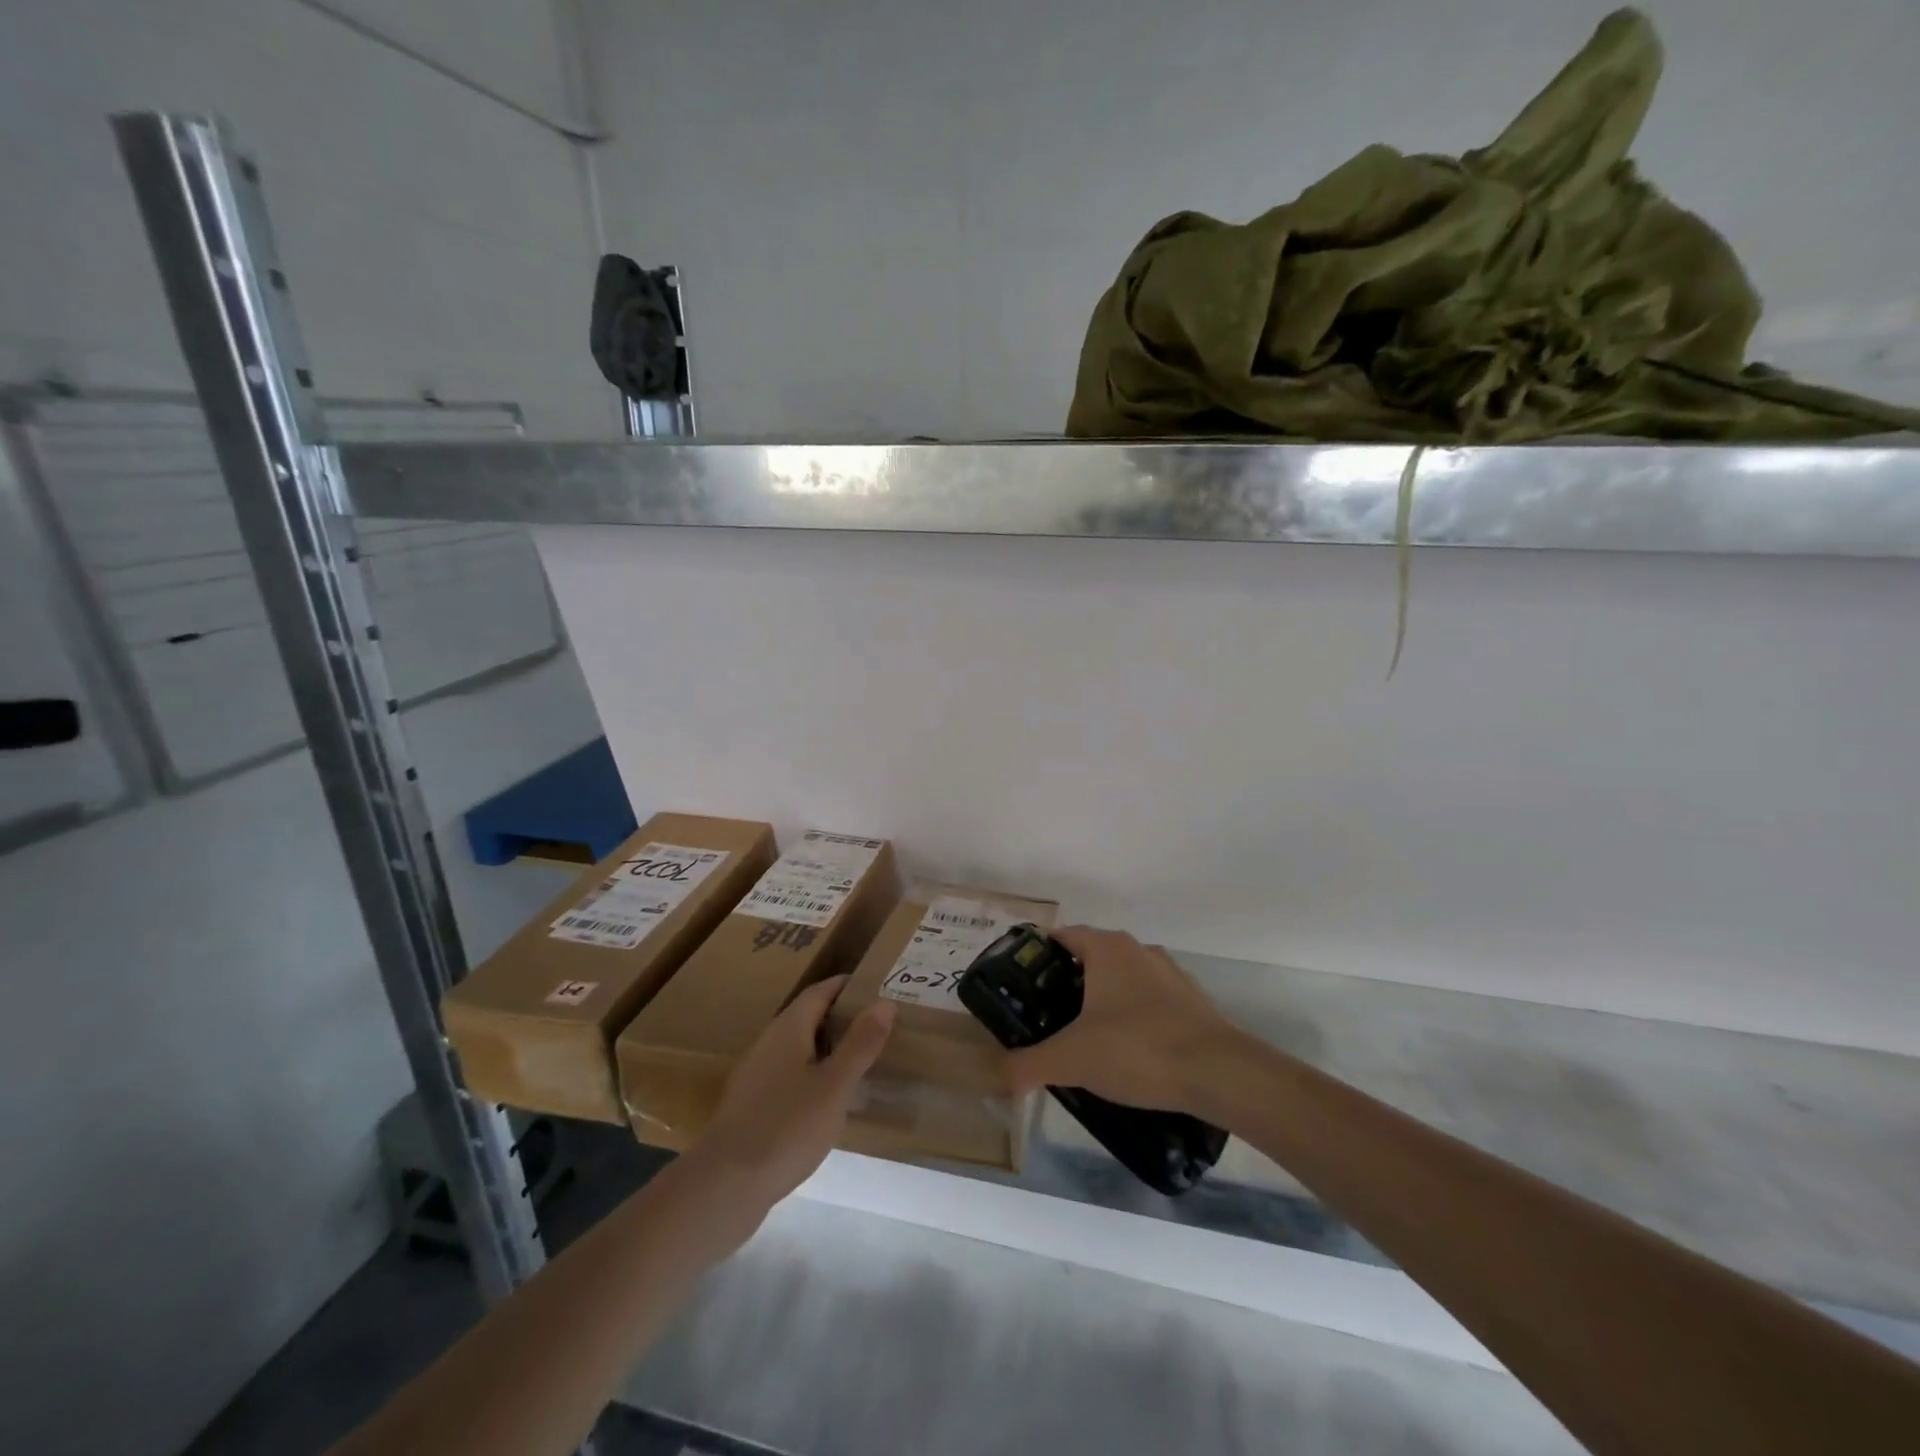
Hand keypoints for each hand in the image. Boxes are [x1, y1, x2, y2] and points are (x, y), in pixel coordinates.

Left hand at [690, 975, 894, 1214]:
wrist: (724, 1187)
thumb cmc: (786, 1128)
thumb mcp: (834, 1086)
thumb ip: (860, 1043)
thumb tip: (884, 1002)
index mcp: (788, 1029)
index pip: (820, 991)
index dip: (848, 986)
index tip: (878, 989)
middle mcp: (768, 1043)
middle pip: (808, 1017)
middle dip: (841, 1017)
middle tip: (878, 1026)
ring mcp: (755, 1075)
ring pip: (798, 1048)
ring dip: (828, 1047)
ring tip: (860, 1061)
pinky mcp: (751, 1106)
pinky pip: (789, 1075)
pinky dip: (813, 1074)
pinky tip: (828, 1100)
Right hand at [1005, 927, 1234, 1115]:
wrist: (1219, 1073)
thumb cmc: (1137, 1048)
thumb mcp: (1072, 1059)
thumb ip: (1028, 1065)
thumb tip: (998, 1077)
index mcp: (1106, 948)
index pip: (1060, 937)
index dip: (1036, 958)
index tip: (1020, 987)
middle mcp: (1137, 950)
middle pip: (1090, 958)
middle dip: (1066, 985)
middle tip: (1046, 1018)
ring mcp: (1169, 974)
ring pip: (1122, 979)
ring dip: (1102, 1001)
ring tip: (1085, 1040)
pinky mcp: (1192, 1001)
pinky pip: (1150, 1002)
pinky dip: (1133, 1018)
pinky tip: (1128, 1053)